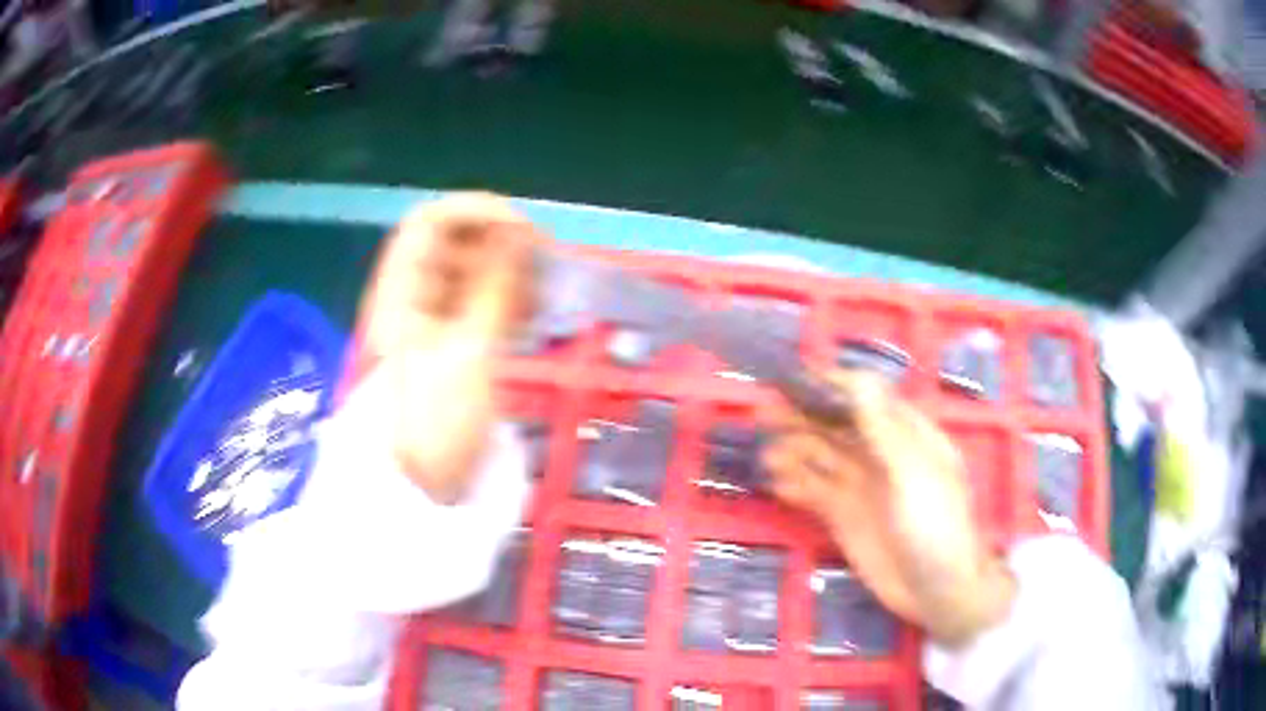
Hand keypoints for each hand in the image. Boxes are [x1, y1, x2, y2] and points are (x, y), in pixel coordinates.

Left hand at [354, 194, 539, 503]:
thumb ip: (494, 286)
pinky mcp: (453, 344)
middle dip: (500, 242)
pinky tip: (535, 315)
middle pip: (453, 243)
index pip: (429, 222)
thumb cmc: (437, 421)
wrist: (420, 488)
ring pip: (471, 273)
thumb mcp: (468, 351)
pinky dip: (508, 299)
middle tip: (545, 265)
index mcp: (401, 291)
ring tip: (545, 294)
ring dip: (509, 273)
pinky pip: (480, 303)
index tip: (524, 231)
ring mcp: (432, 321)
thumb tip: (519, 231)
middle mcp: (413, 297)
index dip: (475, 212)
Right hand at [762, 371, 1014, 646]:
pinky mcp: (844, 516)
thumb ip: (884, 429)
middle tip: (764, 414)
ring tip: (768, 459)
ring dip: (793, 451)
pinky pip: (814, 492)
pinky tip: (776, 485)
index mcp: (906, 434)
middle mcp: (880, 454)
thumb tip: (859, 377)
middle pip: (836, 424)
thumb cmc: (936, 527)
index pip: (865, 396)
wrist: (938, 592)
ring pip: (820, 457)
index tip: (794, 379)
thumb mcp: (913, 475)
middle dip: (803, 415)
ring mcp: (861, 486)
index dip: (831, 385)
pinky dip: (794, 485)